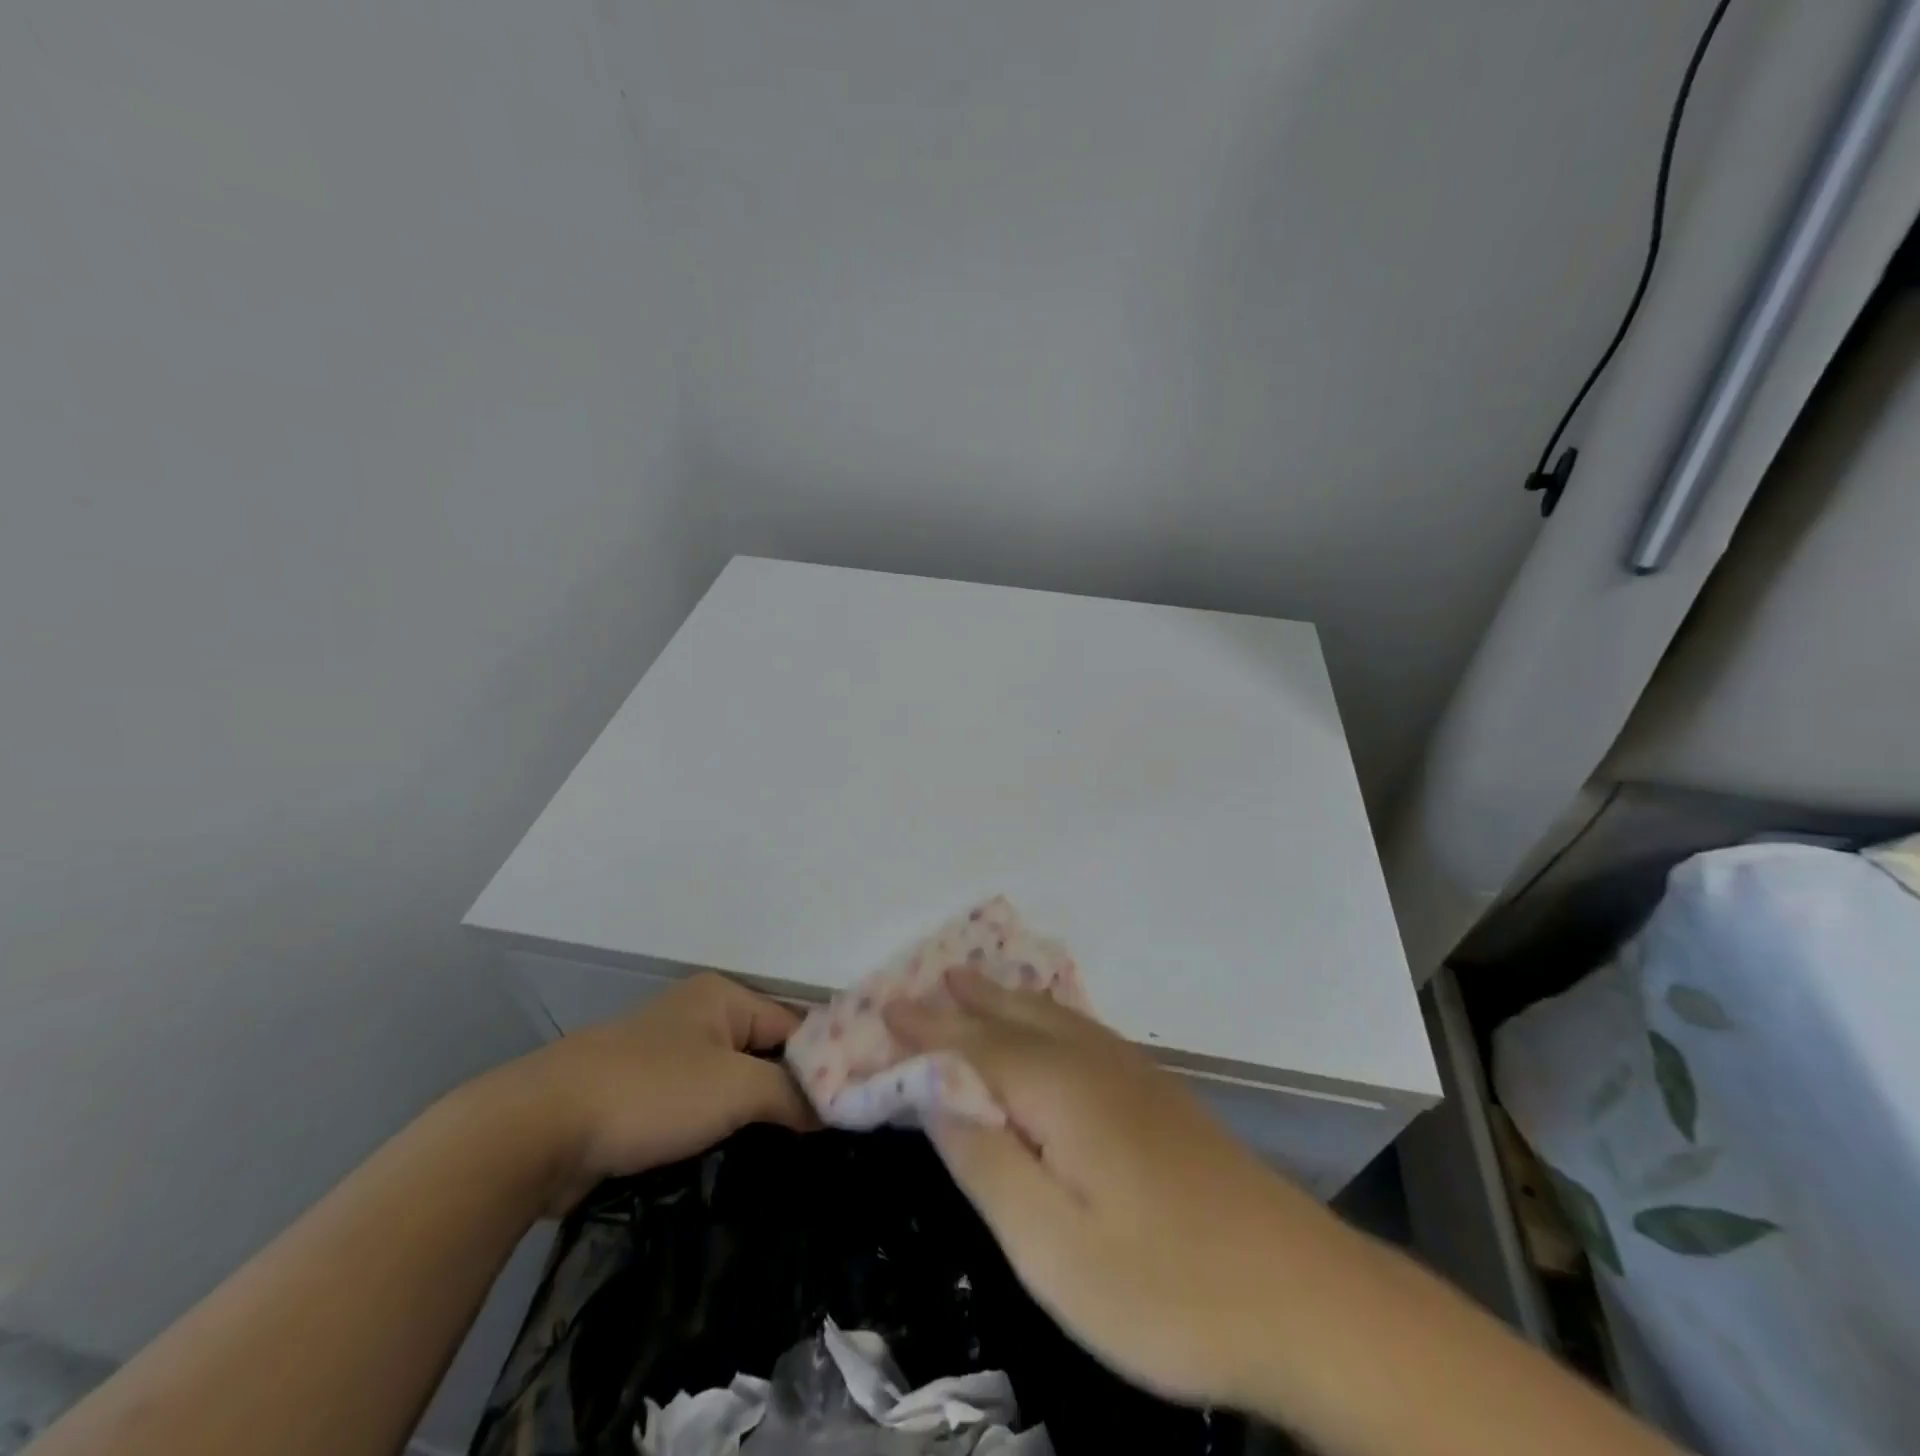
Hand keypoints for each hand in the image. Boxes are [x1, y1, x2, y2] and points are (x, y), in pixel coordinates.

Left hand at [489, 972, 817, 1213]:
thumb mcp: (735, 1088)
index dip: (824, 1065)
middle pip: (764, 1052)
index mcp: (723, 997)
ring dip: (753, 1113)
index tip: (848, 1110)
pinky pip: (698, 1105)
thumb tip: (833, 1107)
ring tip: (787, 1153)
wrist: (536, 1130)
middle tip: (822, 1137)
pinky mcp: (640, 1094)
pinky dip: (717, 1126)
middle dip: (789, 1092)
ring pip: (730, 1082)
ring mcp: (665, 1054)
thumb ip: (791, 1093)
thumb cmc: (649, 1093)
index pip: (795, 1026)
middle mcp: (698, 1016)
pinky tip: (735, 1157)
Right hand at [887, 967, 1323, 1409]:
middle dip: (961, 1003)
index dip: (924, 1032)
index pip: (972, 1048)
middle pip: (1012, 1019)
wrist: (1306, 1298)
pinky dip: (1047, 1014)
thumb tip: (936, 1095)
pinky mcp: (1161, 1098)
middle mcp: (1093, 1065)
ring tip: (972, 981)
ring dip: (1004, 999)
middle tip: (919, 984)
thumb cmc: (1167, 1287)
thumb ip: (986, 1163)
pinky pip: (1082, 1030)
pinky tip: (1052, 1022)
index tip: (881, 1012)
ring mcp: (1134, 1077)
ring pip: (1051, 1017)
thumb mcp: (1053, 1249)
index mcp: (1060, 1091)